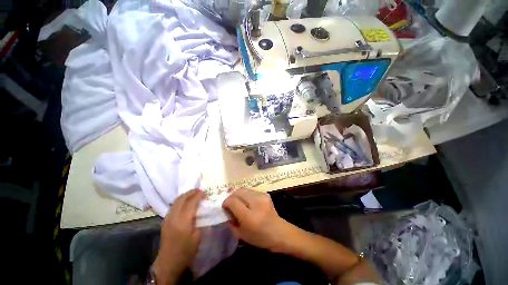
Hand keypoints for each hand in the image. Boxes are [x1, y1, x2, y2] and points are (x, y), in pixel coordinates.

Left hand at [152, 189, 204, 284]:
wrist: (168, 262)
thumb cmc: (186, 251)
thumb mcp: (197, 236)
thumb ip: (198, 221)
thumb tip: (199, 211)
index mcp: (183, 221)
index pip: (191, 202)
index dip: (198, 195)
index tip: (205, 192)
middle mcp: (173, 217)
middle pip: (182, 199)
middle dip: (191, 192)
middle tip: (199, 190)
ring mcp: (167, 218)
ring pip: (176, 201)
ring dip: (185, 195)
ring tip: (193, 193)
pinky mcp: (165, 221)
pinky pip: (173, 206)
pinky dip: (180, 200)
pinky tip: (185, 202)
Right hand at [222, 188, 293, 251]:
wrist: (279, 232)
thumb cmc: (260, 237)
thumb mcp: (241, 234)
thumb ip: (231, 221)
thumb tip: (226, 209)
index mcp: (250, 216)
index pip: (232, 201)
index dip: (226, 203)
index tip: (225, 208)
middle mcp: (256, 203)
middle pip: (238, 191)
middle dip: (231, 197)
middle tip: (231, 204)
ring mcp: (262, 196)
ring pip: (244, 189)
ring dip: (238, 195)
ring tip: (239, 203)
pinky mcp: (265, 194)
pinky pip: (250, 191)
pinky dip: (246, 195)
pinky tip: (248, 202)